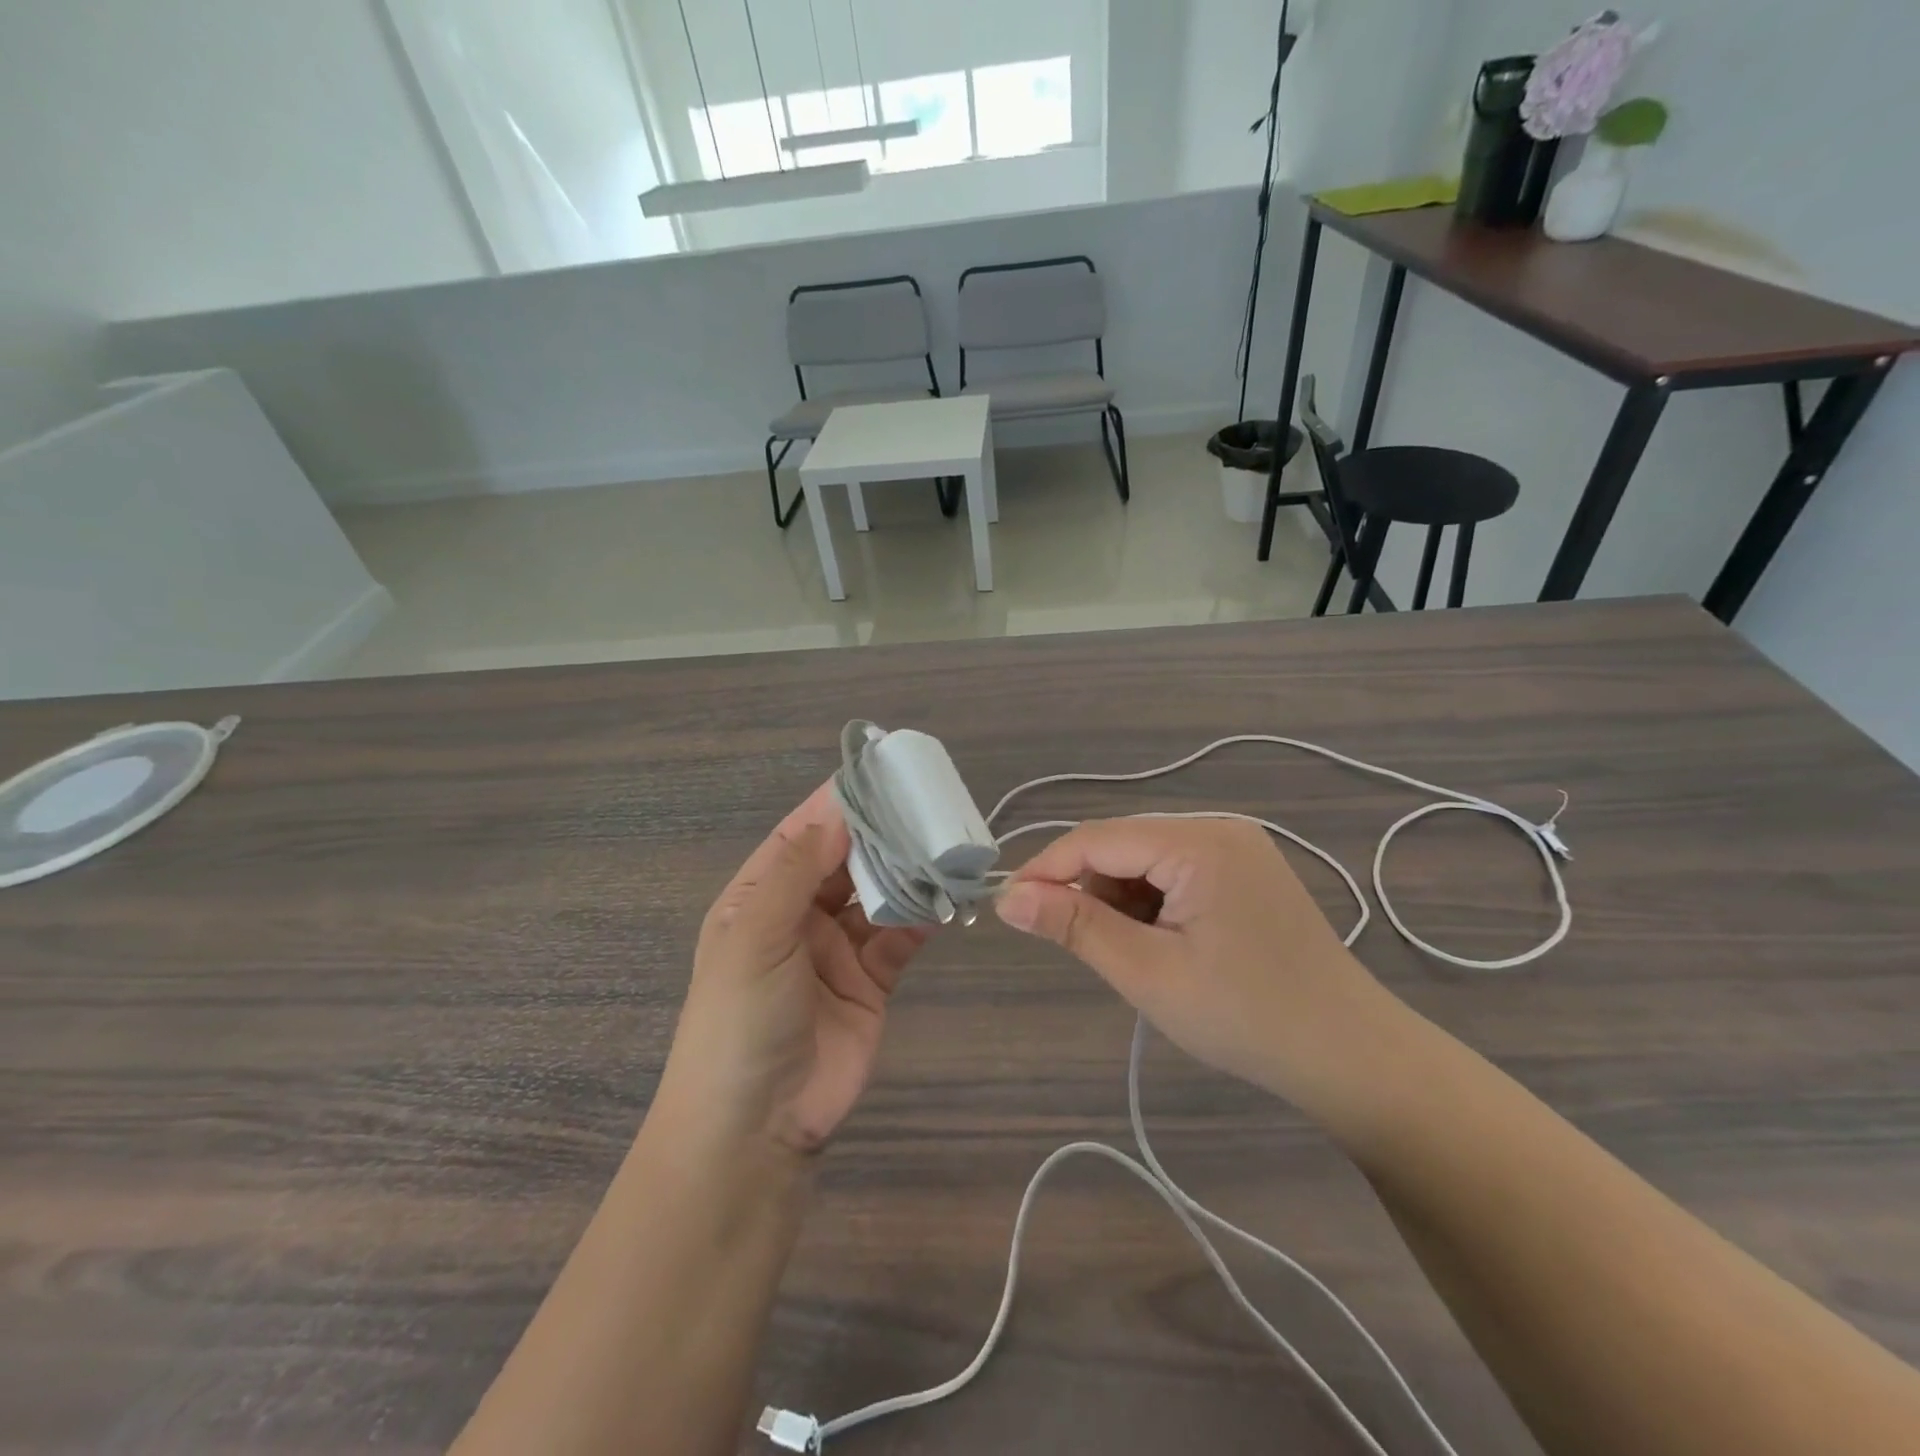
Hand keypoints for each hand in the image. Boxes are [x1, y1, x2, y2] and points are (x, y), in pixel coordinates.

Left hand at [657, 784, 929, 1156]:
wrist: (757, 1127)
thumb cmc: (740, 1020)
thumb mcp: (755, 936)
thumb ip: (796, 871)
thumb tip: (837, 812)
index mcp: (759, 898)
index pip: (801, 835)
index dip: (837, 804)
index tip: (880, 771)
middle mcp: (798, 915)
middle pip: (845, 860)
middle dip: (881, 834)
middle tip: (927, 804)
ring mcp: (837, 948)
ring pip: (878, 894)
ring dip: (906, 872)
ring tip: (944, 844)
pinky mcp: (872, 979)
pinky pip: (900, 935)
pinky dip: (922, 915)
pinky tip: (947, 896)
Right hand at [995, 819, 1399, 1114]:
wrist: (1350, 1055)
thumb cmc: (1245, 1017)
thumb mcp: (1148, 973)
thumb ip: (1075, 925)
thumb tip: (1009, 897)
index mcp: (1199, 842)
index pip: (1097, 838)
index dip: (1046, 868)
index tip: (1009, 906)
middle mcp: (1218, 828)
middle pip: (1122, 844)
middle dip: (1091, 890)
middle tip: (1086, 948)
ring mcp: (1238, 846)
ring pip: (1146, 859)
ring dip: (1123, 900)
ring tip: (1141, 957)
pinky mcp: (1247, 870)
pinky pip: (1176, 871)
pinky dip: (1154, 903)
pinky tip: (1169, 946)